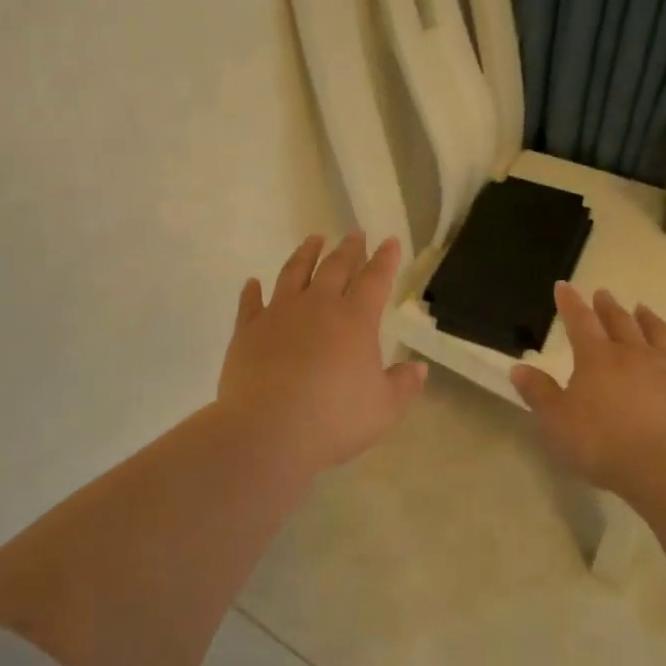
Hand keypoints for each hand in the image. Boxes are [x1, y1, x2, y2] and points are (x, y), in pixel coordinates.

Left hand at [217, 232, 427, 476]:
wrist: (267, 431)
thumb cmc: (334, 420)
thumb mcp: (383, 409)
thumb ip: (403, 385)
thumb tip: (419, 368)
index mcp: (355, 320)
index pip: (375, 280)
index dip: (385, 259)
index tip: (390, 241)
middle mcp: (317, 307)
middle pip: (335, 268)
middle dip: (349, 249)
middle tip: (354, 234)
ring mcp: (278, 314)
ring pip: (294, 273)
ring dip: (305, 254)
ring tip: (313, 239)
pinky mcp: (247, 331)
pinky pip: (250, 303)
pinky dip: (252, 291)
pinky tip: (253, 283)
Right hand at [510, 283, 665, 500]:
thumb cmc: (602, 442)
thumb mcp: (556, 421)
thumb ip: (538, 393)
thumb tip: (519, 368)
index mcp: (596, 358)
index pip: (580, 321)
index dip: (570, 303)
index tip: (564, 286)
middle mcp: (633, 354)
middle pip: (620, 322)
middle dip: (608, 306)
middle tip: (603, 293)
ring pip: (658, 334)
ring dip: (648, 319)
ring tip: (642, 309)